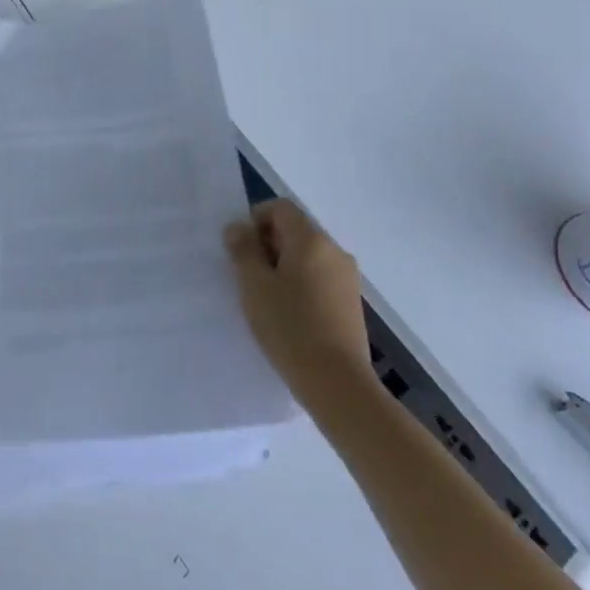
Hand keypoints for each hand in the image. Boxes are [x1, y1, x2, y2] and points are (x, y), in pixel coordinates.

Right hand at [224, 200, 371, 400]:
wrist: (337, 382)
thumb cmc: (289, 326)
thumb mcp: (254, 285)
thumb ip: (243, 250)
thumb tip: (238, 228)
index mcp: (311, 240)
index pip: (281, 208)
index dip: (256, 219)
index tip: (240, 248)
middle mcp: (334, 251)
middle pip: (295, 230)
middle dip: (267, 244)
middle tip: (247, 274)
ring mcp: (347, 277)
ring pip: (307, 256)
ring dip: (283, 265)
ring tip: (265, 297)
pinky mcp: (351, 302)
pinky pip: (319, 277)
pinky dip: (300, 283)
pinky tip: (288, 313)